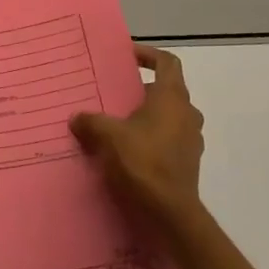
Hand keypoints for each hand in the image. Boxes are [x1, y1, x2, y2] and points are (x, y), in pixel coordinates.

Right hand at [70, 44, 205, 223]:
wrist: (170, 213)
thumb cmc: (142, 162)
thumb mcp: (108, 136)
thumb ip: (91, 122)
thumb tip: (77, 118)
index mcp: (171, 98)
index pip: (167, 62)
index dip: (148, 55)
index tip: (127, 56)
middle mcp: (187, 114)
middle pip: (167, 90)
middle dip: (142, 89)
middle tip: (116, 93)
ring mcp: (190, 139)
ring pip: (169, 116)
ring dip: (147, 115)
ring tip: (119, 123)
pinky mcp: (187, 162)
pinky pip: (169, 139)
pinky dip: (151, 138)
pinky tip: (128, 150)